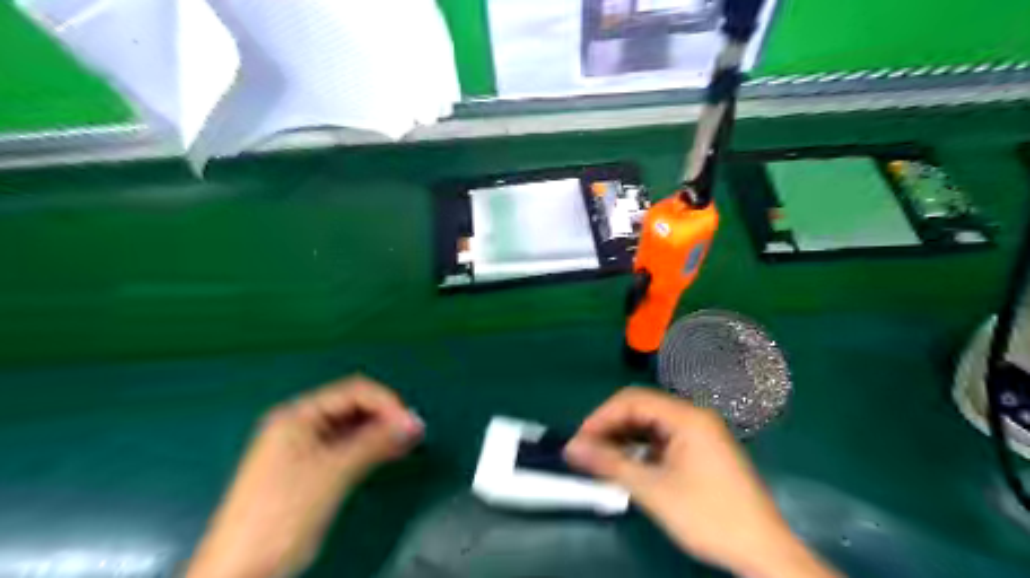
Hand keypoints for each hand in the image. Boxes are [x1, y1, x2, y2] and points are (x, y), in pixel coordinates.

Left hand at [186, 375, 420, 577]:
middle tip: (413, 433)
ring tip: (408, 442)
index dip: (386, 403)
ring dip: (380, 432)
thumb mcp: (333, 473)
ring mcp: (303, 447)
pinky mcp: (309, 469)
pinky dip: (369, 448)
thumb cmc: (282, 514)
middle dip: (385, 417)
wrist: (241, 573)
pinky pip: (346, 447)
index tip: (410, 424)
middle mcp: (299, 425)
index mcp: (297, 415)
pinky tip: (389, 452)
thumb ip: (375, 443)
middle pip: (353, 407)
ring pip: (352, 428)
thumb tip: (412, 423)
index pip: (353, 392)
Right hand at [562, 387, 836, 577]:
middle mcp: (693, 417)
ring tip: (600, 460)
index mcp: (686, 417)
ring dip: (623, 439)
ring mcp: (699, 433)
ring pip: (650, 425)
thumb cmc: (708, 515)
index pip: (632, 400)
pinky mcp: (701, 450)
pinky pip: (662, 440)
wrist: (762, 551)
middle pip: (641, 409)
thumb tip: (572, 448)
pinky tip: (627, 465)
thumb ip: (610, 464)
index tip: (579, 441)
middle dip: (610, 427)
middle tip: (586, 451)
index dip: (601, 417)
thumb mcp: (654, 490)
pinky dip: (640, 449)